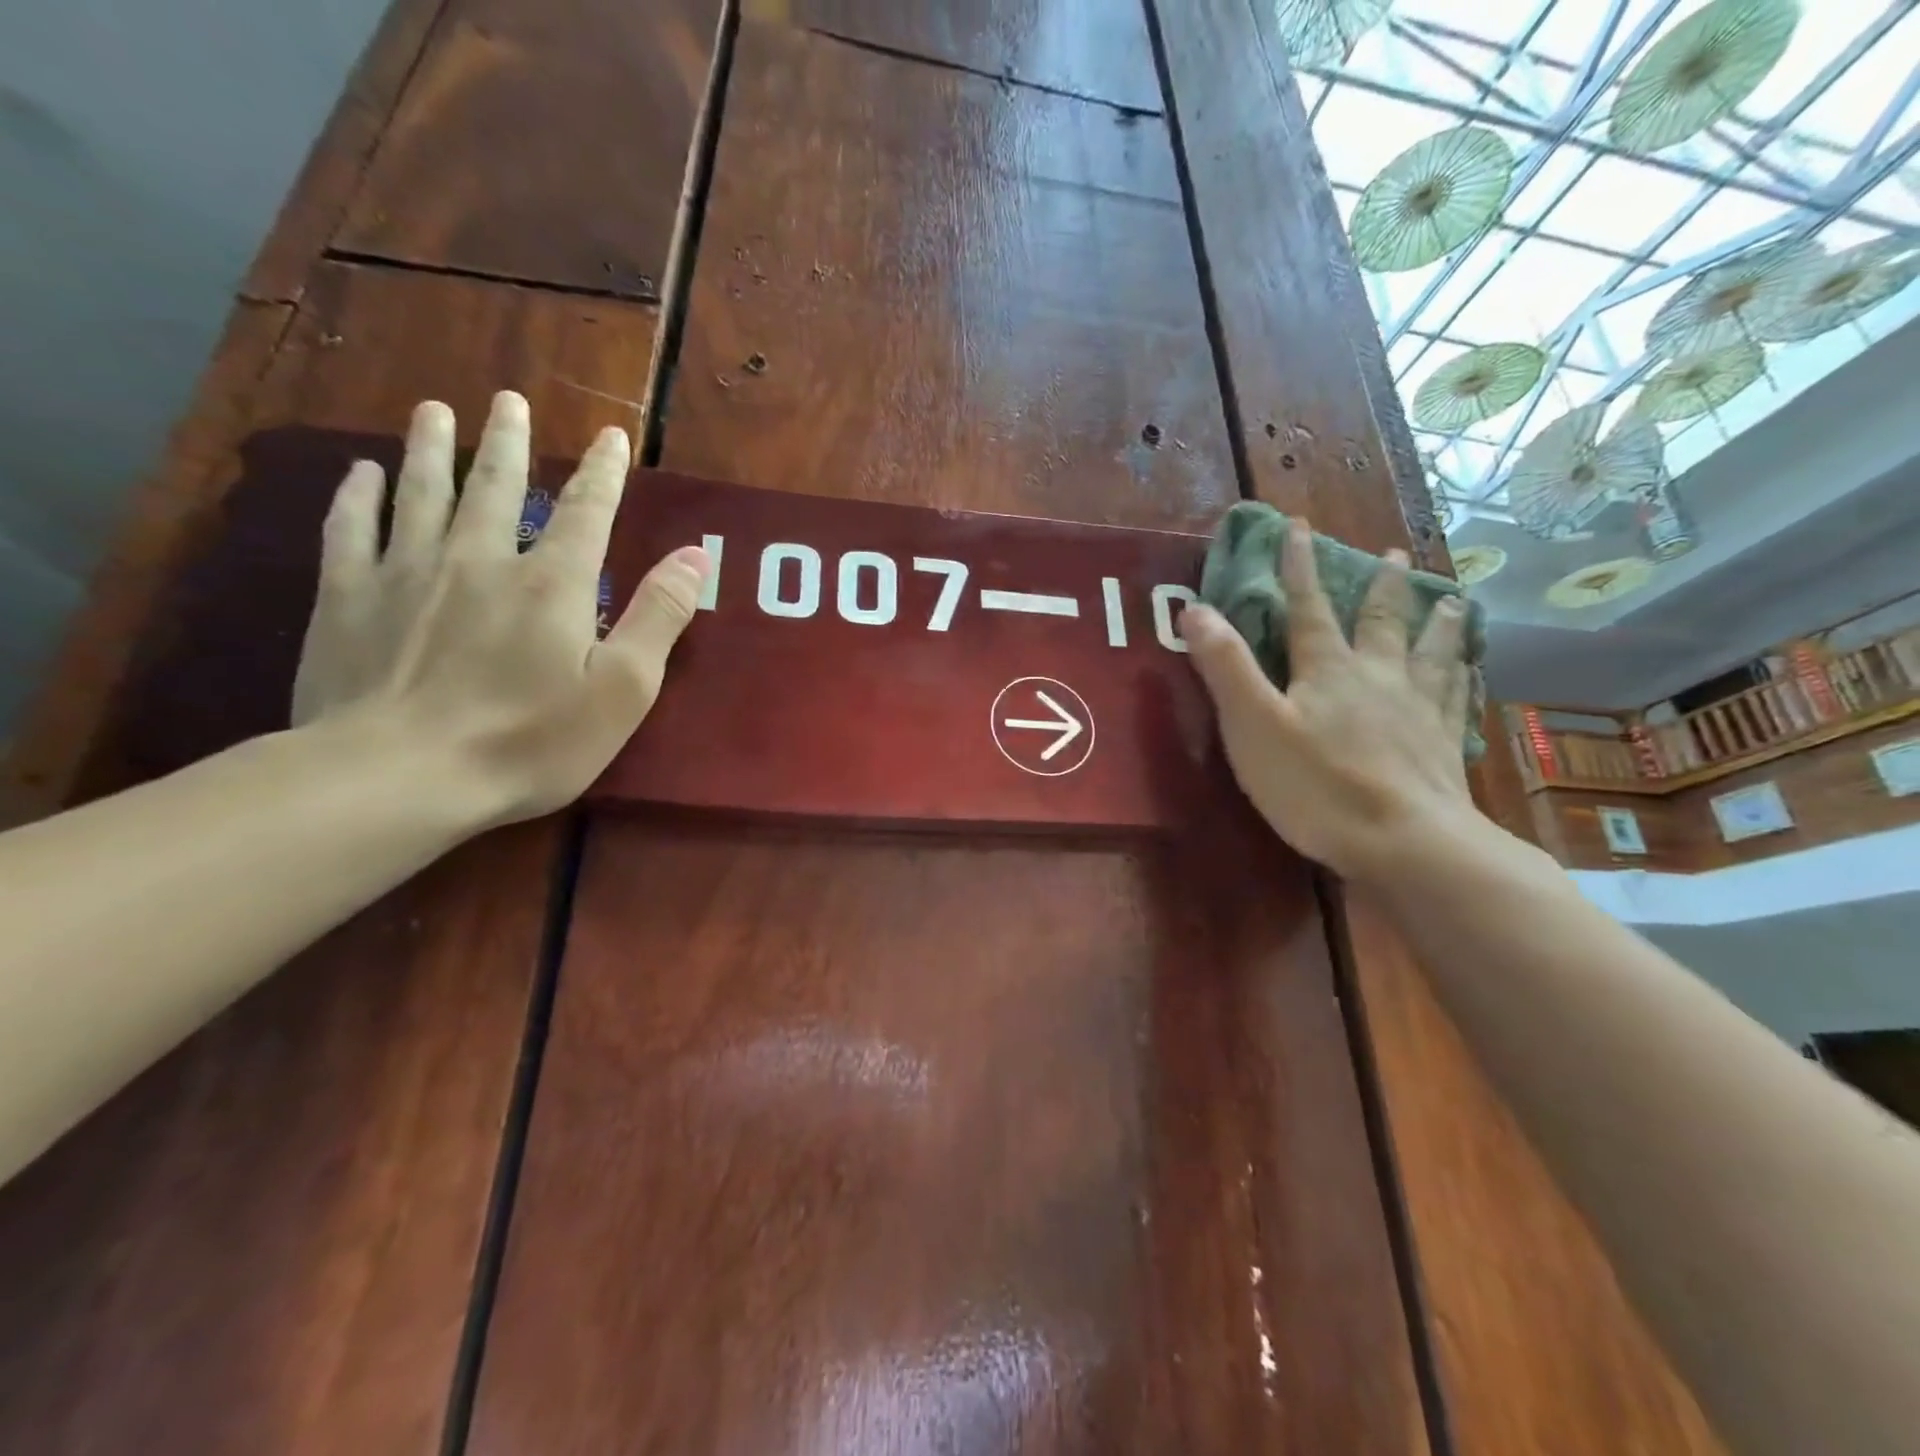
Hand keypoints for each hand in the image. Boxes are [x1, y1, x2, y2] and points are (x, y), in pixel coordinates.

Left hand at [293, 391, 709, 824]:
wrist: (400, 776)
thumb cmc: (530, 740)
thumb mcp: (622, 688)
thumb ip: (659, 616)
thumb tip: (695, 554)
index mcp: (552, 583)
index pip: (586, 512)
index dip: (603, 473)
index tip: (612, 436)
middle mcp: (480, 560)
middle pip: (495, 485)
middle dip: (507, 441)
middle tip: (507, 399)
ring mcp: (407, 574)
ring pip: (421, 493)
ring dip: (431, 448)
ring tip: (435, 410)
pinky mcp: (348, 599)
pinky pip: (351, 531)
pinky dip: (357, 497)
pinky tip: (361, 473)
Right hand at [1181, 518, 1479, 885]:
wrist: (1405, 843)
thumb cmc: (1316, 785)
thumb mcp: (1253, 725)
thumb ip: (1226, 667)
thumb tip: (1195, 609)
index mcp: (1328, 670)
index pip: (1308, 607)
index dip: (1299, 567)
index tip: (1299, 527)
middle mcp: (1378, 677)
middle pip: (1380, 622)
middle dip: (1381, 586)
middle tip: (1395, 555)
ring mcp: (1418, 710)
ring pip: (1431, 653)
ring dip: (1438, 623)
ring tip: (1453, 598)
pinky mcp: (1443, 746)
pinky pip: (1457, 698)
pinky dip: (1464, 677)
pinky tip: (1474, 672)